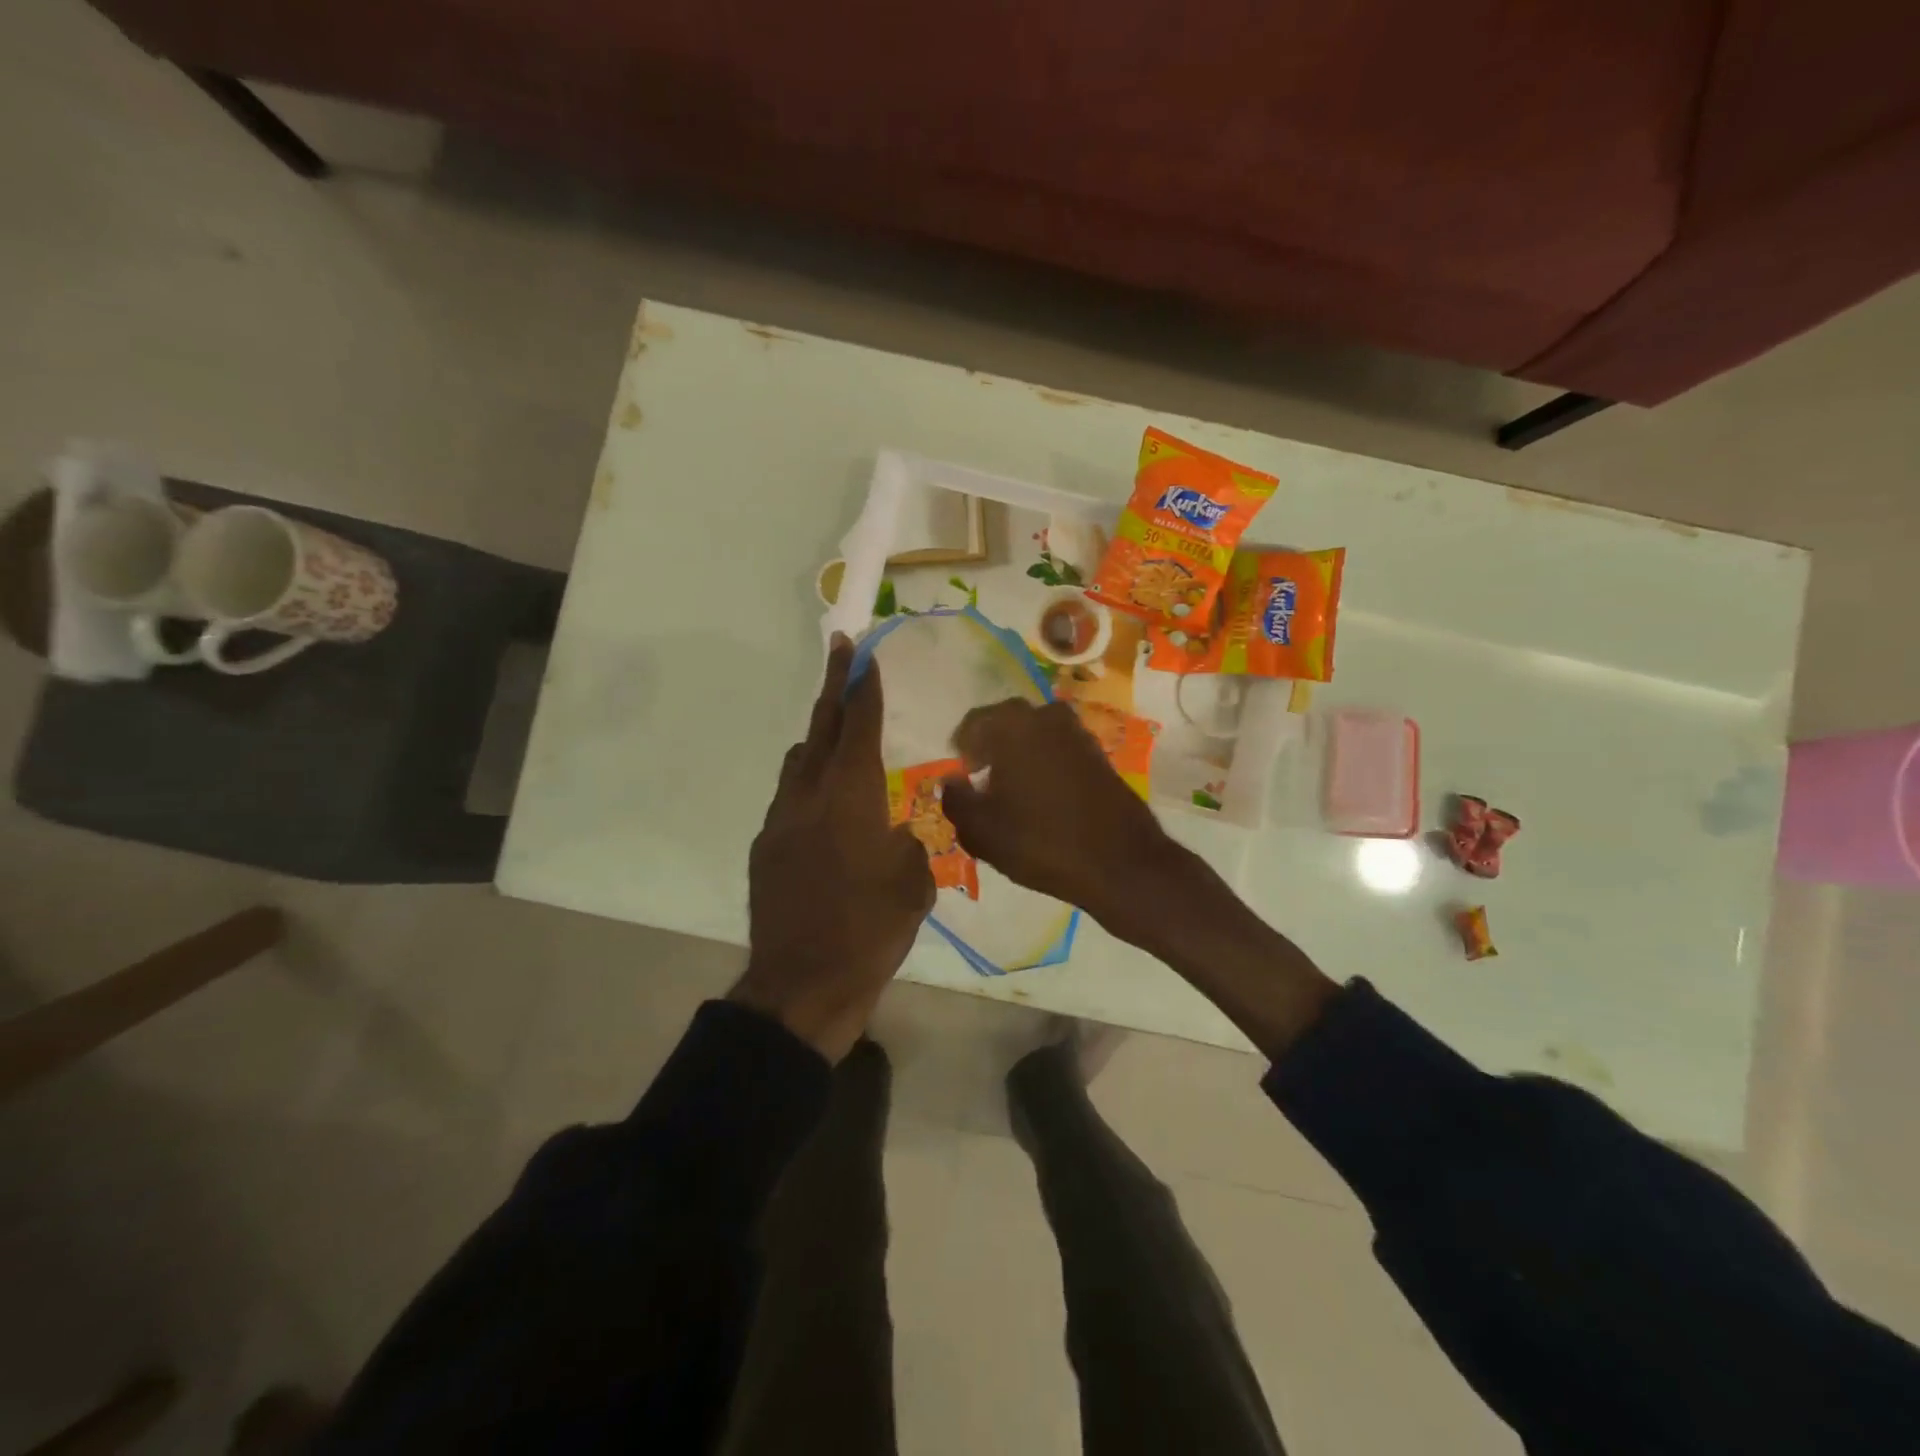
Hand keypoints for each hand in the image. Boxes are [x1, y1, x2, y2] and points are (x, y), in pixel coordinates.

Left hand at [732, 636, 934, 1061]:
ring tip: (839, 739)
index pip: (858, 726)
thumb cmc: (871, 930)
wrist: (802, 985)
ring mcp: (781, 821)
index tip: (862, 655)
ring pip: (798, 762)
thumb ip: (912, 842)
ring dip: (818, 740)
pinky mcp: (765, 847)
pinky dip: (807, 786)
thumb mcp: (915, 883)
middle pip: (820, 728)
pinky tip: (825, 812)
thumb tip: (903, 828)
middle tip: (840, 652)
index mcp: (851, 798)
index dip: (862, 688)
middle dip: (833, 687)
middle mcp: (810, 796)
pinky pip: (788, 799)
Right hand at [940, 699, 1177, 939]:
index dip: (962, 748)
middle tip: (981, 777)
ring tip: (1010, 788)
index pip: (974, 723)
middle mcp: (1046, 717)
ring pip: (1035, 734)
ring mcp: (1078, 734)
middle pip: (1006, 722)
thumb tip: (950, 782)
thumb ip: (956, 801)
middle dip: (990, 745)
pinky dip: (1044, 762)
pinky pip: (1059, 748)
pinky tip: (1041, 795)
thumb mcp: (982, 831)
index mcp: (1013, 725)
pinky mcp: (1099, 754)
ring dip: (1019, 752)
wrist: (1121, 863)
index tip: (961, 774)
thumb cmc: (1041, 842)